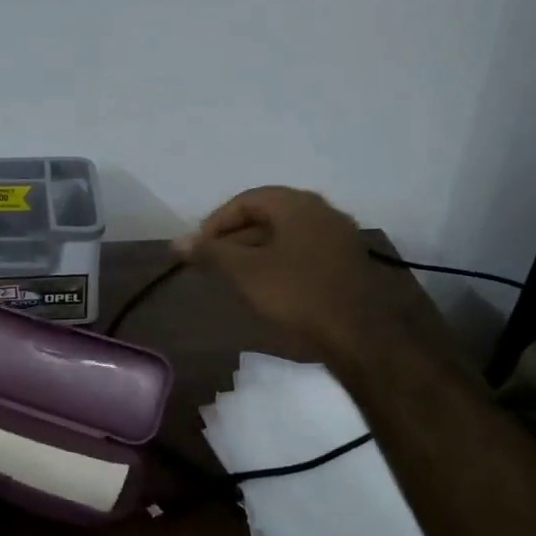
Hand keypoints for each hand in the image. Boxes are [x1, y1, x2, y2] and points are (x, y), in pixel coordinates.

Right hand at [179, 186, 460, 377]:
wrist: (359, 336)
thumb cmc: (297, 295)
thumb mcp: (245, 272)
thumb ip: (210, 252)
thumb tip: (176, 241)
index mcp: (297, 204)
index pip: (247, 200)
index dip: (217, 221)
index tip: (199, 248)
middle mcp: (322, 210)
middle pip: (268, 214)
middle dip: (235, 236)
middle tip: (213, 261)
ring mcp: (339, 236)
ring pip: (286, 234)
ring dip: (256, 249)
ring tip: (234, 275)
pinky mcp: (347, 261)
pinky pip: (304, 250)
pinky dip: (280, 259)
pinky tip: (268, 284)